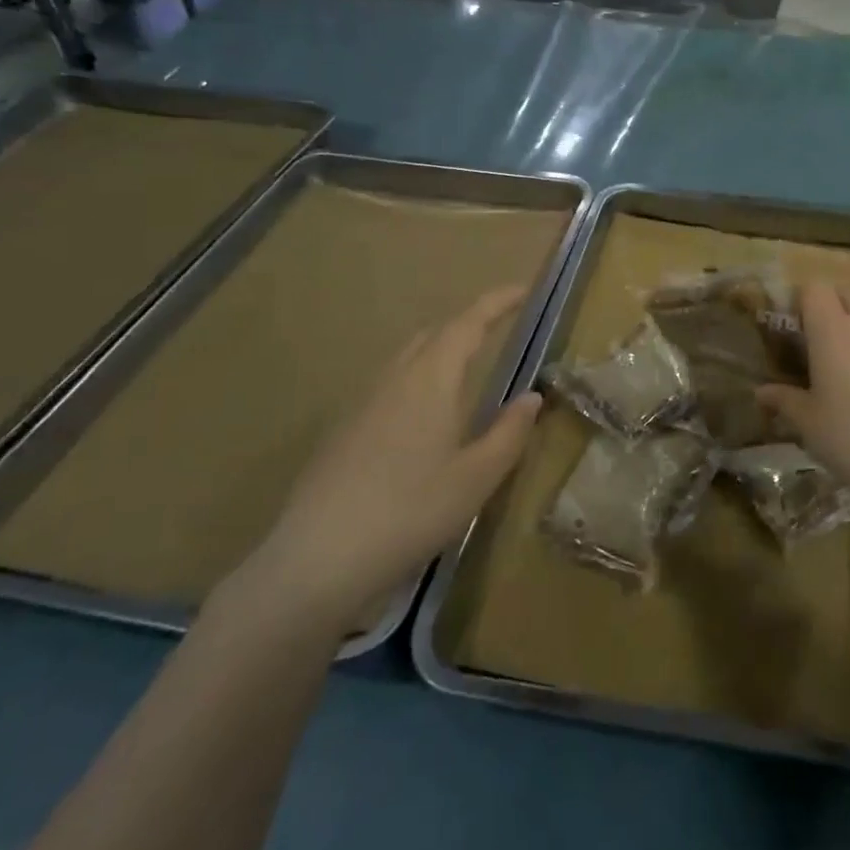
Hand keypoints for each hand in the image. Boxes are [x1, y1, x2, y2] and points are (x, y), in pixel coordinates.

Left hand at [244, 287, 542, 630]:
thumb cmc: (411, 512)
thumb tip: (532, 397)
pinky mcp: (342, 431)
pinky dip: (416, 381)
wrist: (317, 559)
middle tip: (498, 331)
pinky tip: (422, 421)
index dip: (497, 302)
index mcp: (431, 380)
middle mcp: (394, 379)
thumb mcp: (476, 478)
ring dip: (439, 352)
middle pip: (433, 334)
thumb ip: (509, 433)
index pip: (468, 323)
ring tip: (466, 373)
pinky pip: (388, 385)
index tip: (523, 289)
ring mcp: (362, 403)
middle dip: (468, 324)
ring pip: (406, 359)